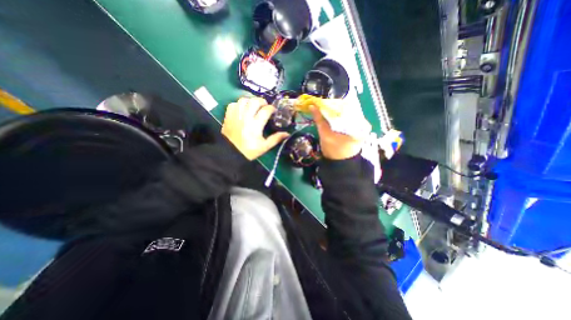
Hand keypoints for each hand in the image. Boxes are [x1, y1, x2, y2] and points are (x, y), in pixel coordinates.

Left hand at [221, 95, 287, 157]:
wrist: (231, 154)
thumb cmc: (249, 151)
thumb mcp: (264, 147)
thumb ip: (275, 139)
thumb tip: (287, 134)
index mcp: (255, 125)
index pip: (265, 110)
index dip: (271, 108)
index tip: (273, 111)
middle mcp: (246, 118)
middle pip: (254, 101)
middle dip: (262, 101)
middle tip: (264, 106)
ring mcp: (236, 116)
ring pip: (243, 100)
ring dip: (250, 101)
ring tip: (253, 106)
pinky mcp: (228, 116)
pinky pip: (233, 104)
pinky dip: (239, 104)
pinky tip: (242, 109)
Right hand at [312, 104, 370, 159]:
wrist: (340, 162)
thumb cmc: (333, 151)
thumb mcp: (325, 134)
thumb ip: (319, 120)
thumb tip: (313, 106)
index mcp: (358, 125)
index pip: (347, 106)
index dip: (334, 102)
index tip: (324, 102)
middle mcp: (364, 123)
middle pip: (348, 108)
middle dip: (335, 106)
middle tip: (324, 105)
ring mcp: (363, 125)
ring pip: (348, 111)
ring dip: (337, 110)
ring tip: (327, 109)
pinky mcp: (360, 128)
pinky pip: (350, 117)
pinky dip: (341, 115)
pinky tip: (333, 115)